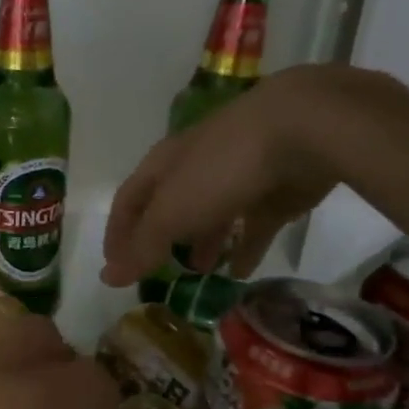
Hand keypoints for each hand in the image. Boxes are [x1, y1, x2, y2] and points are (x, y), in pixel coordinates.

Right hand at [102, 63, 372, 286]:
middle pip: (170, 206)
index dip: (118, 233)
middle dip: (162, 238)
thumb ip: (142, 247)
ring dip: (202, 243)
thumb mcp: (172, 213)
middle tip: (159, 272)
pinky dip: (245, 248)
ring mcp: (237, 177)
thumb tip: (107, 277)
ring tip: (199, 275)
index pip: (128, 200)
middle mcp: (194, 168)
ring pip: (211, 215)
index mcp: (163, 165)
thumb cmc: (220, 170)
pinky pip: (253, 225)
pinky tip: (240, 273)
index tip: (114, 266)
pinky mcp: (274, 191)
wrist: (301, 131)